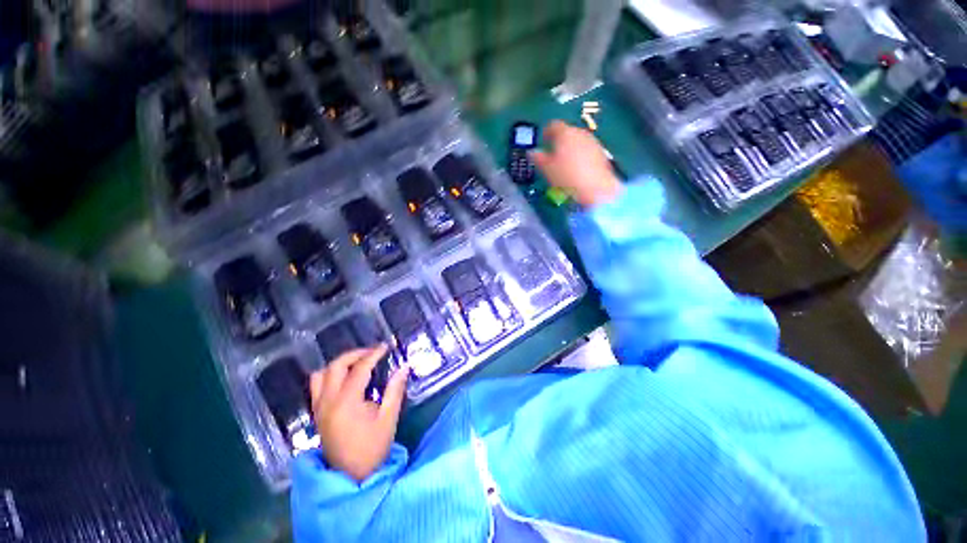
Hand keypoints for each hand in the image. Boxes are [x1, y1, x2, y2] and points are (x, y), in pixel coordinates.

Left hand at [310, 345, 408, 482]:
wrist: (352, 478)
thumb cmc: (373, 448)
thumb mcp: (388, 419)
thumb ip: (395, 390)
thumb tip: (404, 367)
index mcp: (346, 403)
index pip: (359, 369)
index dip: (373, 355)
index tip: (385, 347)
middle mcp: (328, 402)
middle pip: (336, 366)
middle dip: (355, 354)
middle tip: (372, 352)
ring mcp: (319, 408)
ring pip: (321, 375)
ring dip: (339, 364)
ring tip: (357, 363)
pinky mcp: (317, 414)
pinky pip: (317, 386)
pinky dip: (330, 376)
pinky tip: (345, 379)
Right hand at [532, 120, 621, 207]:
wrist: (595, 189)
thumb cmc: (567, 177)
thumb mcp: (547, 169)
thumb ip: (538, 158)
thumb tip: (532, 152)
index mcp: (565, 133)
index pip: (553, 125)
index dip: (546, 132)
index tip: (543, 140)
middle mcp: (580, 133)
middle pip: (567, 132)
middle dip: (559, 141)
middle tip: (552, 154)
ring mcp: (593, 142)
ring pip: (578, 141)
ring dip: (570, 149)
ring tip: (564, 164)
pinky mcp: (601, 153)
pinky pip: (587, 151)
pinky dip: (580, 157)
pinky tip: (576, 170)